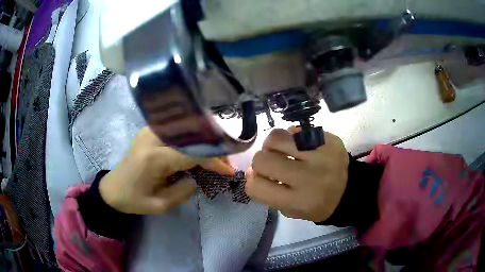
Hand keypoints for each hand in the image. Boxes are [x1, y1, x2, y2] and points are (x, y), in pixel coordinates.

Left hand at [99, 127, 232, 214]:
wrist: (113, 189)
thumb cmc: (134, 200)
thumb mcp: (161, 205)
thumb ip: (185, 191)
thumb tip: (199, 176)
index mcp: (154, 158)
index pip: (192, 153)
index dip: (214, 161)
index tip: (229, 171)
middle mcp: (152, 137)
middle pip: (191, 136)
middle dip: (212, 148)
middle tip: (226, 162)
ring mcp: (150, 130)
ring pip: (186, 129)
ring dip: (203, 142)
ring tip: (215, 156)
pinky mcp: (150, 130)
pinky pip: (177, 130)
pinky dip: (192, 139)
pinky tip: (199, 149)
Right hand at [245, 128, 348, 221]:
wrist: (349, 191)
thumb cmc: (317, 204)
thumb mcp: (291, 210)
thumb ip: (268, 193)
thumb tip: (250, 171)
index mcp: (298, 200)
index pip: (256, 187)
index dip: (252, 181)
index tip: (260, 178)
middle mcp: (308, 177)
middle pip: (262, 159)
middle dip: (261, 162)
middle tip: (272, 163)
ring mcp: (320, 155)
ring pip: (277, 138)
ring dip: (273, 145)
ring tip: (282, 151)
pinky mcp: (328, 139)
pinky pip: (297, 130)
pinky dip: (292, 137)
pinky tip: (299, 146)